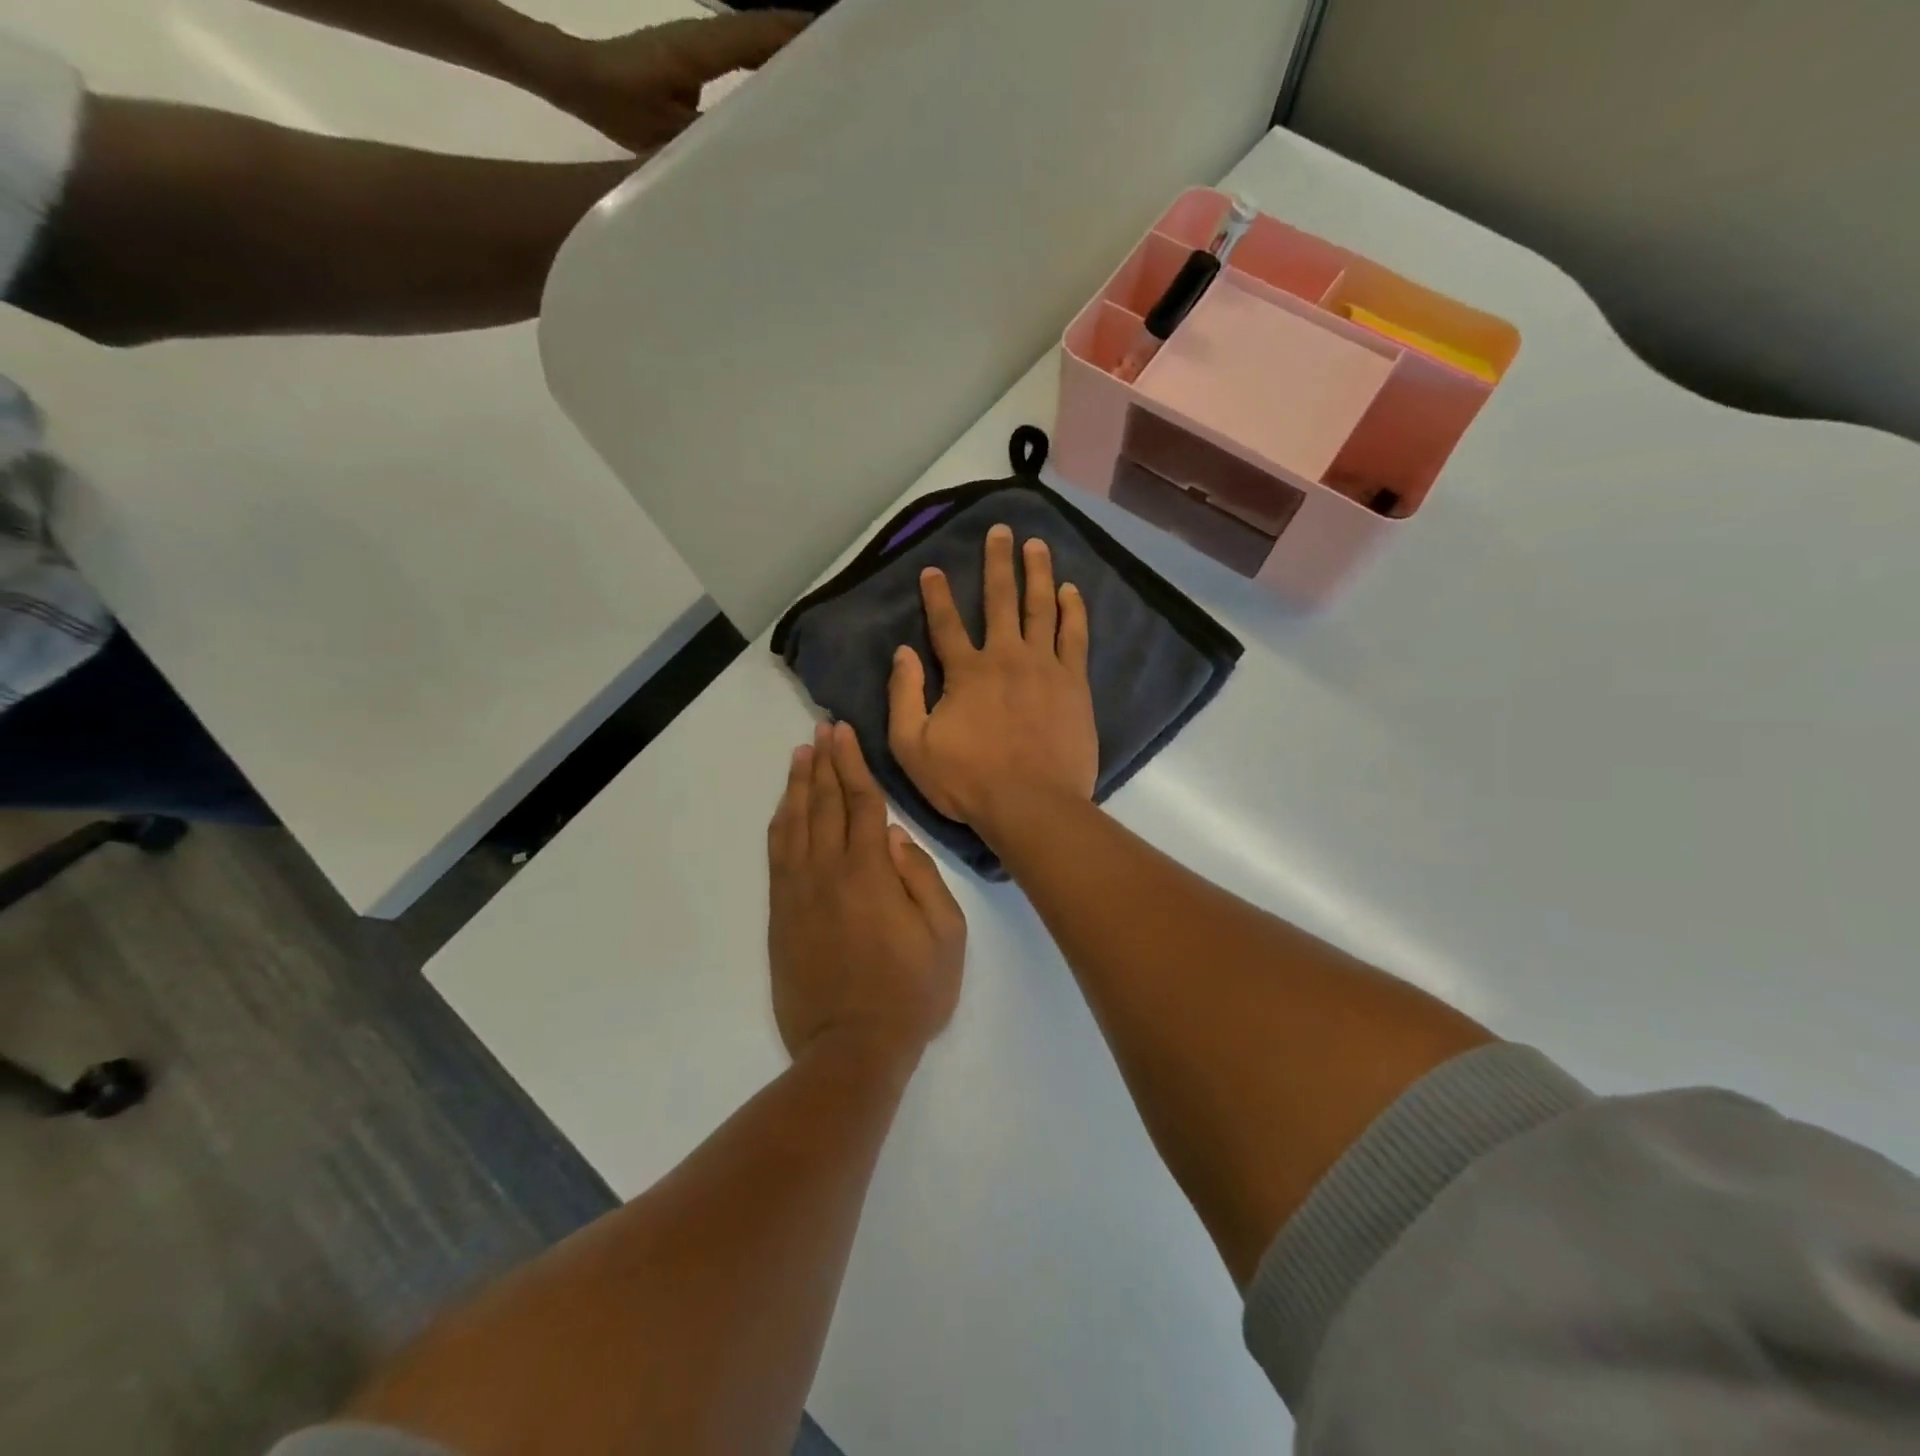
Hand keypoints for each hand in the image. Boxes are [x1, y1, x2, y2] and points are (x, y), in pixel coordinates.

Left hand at [548, 13, 809, 152]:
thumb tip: (754, 152)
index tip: (835, 47)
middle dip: (802, 39)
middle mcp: (705, 37)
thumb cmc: (617, 102)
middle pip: (762, 29)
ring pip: (754, 39)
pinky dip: (768, 62)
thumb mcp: (667, 133)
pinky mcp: (697, 58)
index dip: (796, 37)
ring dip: (788, 50)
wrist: (579, 80)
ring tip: (825, 71)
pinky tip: (786, 84)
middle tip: (843, 59)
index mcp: (700, 47)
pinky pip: (742, 55)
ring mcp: (701, 44)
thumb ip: (711, 138)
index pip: (758, 35)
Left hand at [768, 721, 966, 1065]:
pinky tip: (783, 807)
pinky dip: (779, 823)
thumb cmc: (911, 993)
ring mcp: (799, 893)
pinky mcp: (781, 914)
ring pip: (794, 824)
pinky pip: (776, 855)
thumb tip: (896, 837)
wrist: (851, 1049)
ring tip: (800, 755)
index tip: (844, 733)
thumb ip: (923, 878)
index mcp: (871, 872)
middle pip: (824, 803)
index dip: (853, 763)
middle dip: (823, 762)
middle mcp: (828, 872)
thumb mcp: (946, 936)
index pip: (861, 802)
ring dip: (798, 786)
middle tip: (822, 729)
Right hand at [889, 525, 1098, 841]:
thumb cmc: (968, 781)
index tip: (932, 569)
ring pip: (1041, 607)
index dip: (936, 594)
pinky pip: (1074, 635)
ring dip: (1038, 573)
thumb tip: (902, 652)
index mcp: (965, 672)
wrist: (1031, 804)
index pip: (946, 623)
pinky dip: (1072, 609)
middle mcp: (1005, 656)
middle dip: (997, 562)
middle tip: (1000, 531)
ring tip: (1037, 545)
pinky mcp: (1073, 682)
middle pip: (1000, 600)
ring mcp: (1044, 666)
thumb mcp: (912, 747)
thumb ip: (904, 696)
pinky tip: (1071, 590)